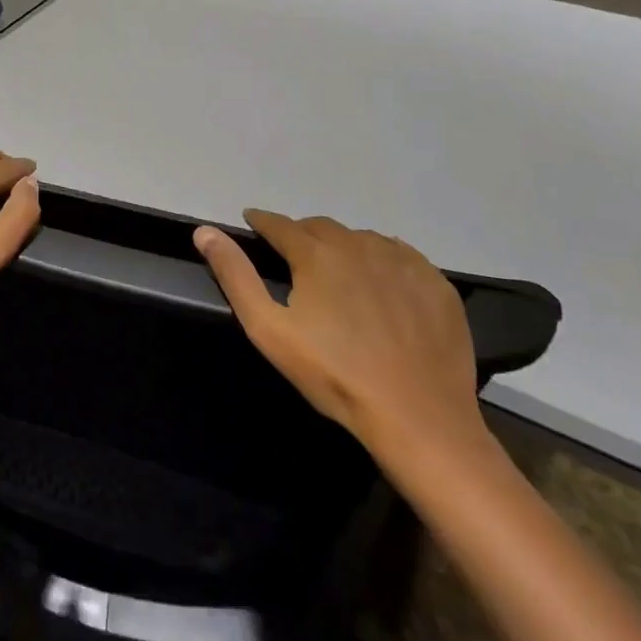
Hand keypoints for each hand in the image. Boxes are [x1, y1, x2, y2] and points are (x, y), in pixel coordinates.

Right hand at [195, 211, 481, 455]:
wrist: (419, 419)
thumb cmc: (333, 375)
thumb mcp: (268, 329)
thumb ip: (235, 275)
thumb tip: (204, 231)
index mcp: (316, 253)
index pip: (280, 225)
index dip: (262, 222)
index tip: (252, 222)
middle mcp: (359, 245)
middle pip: (321, 228)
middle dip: (301, 235)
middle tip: (293, 256)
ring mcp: (403, 262)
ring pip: (361, 239)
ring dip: (342, 246)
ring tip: (336, 272)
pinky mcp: (436, 283)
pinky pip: (400, 255)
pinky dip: (382, 260)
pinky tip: (380, 284)